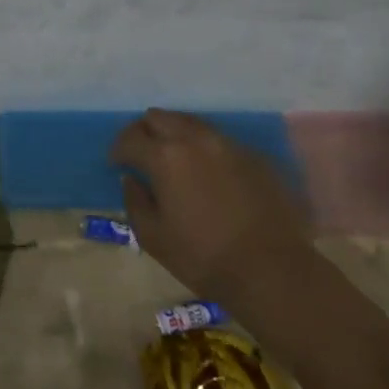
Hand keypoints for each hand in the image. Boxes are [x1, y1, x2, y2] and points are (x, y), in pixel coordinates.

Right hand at [111, 109, 309, 298]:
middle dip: (144, 132)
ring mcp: (228, 145)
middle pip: (159, 117)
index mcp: (165, 157)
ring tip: (173, 159)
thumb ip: (135, 201)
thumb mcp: (152, 236)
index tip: (116, 164)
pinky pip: (219, 141)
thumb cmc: (203, 257)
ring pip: (191, 123)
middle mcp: (195, 140)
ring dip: (174, 135)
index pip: (130, 138)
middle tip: (141, 154)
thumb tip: (132, 180)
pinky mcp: (254, 157)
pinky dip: (203, 149)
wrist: (272, 271)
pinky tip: (207, 173)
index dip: (117, 150)